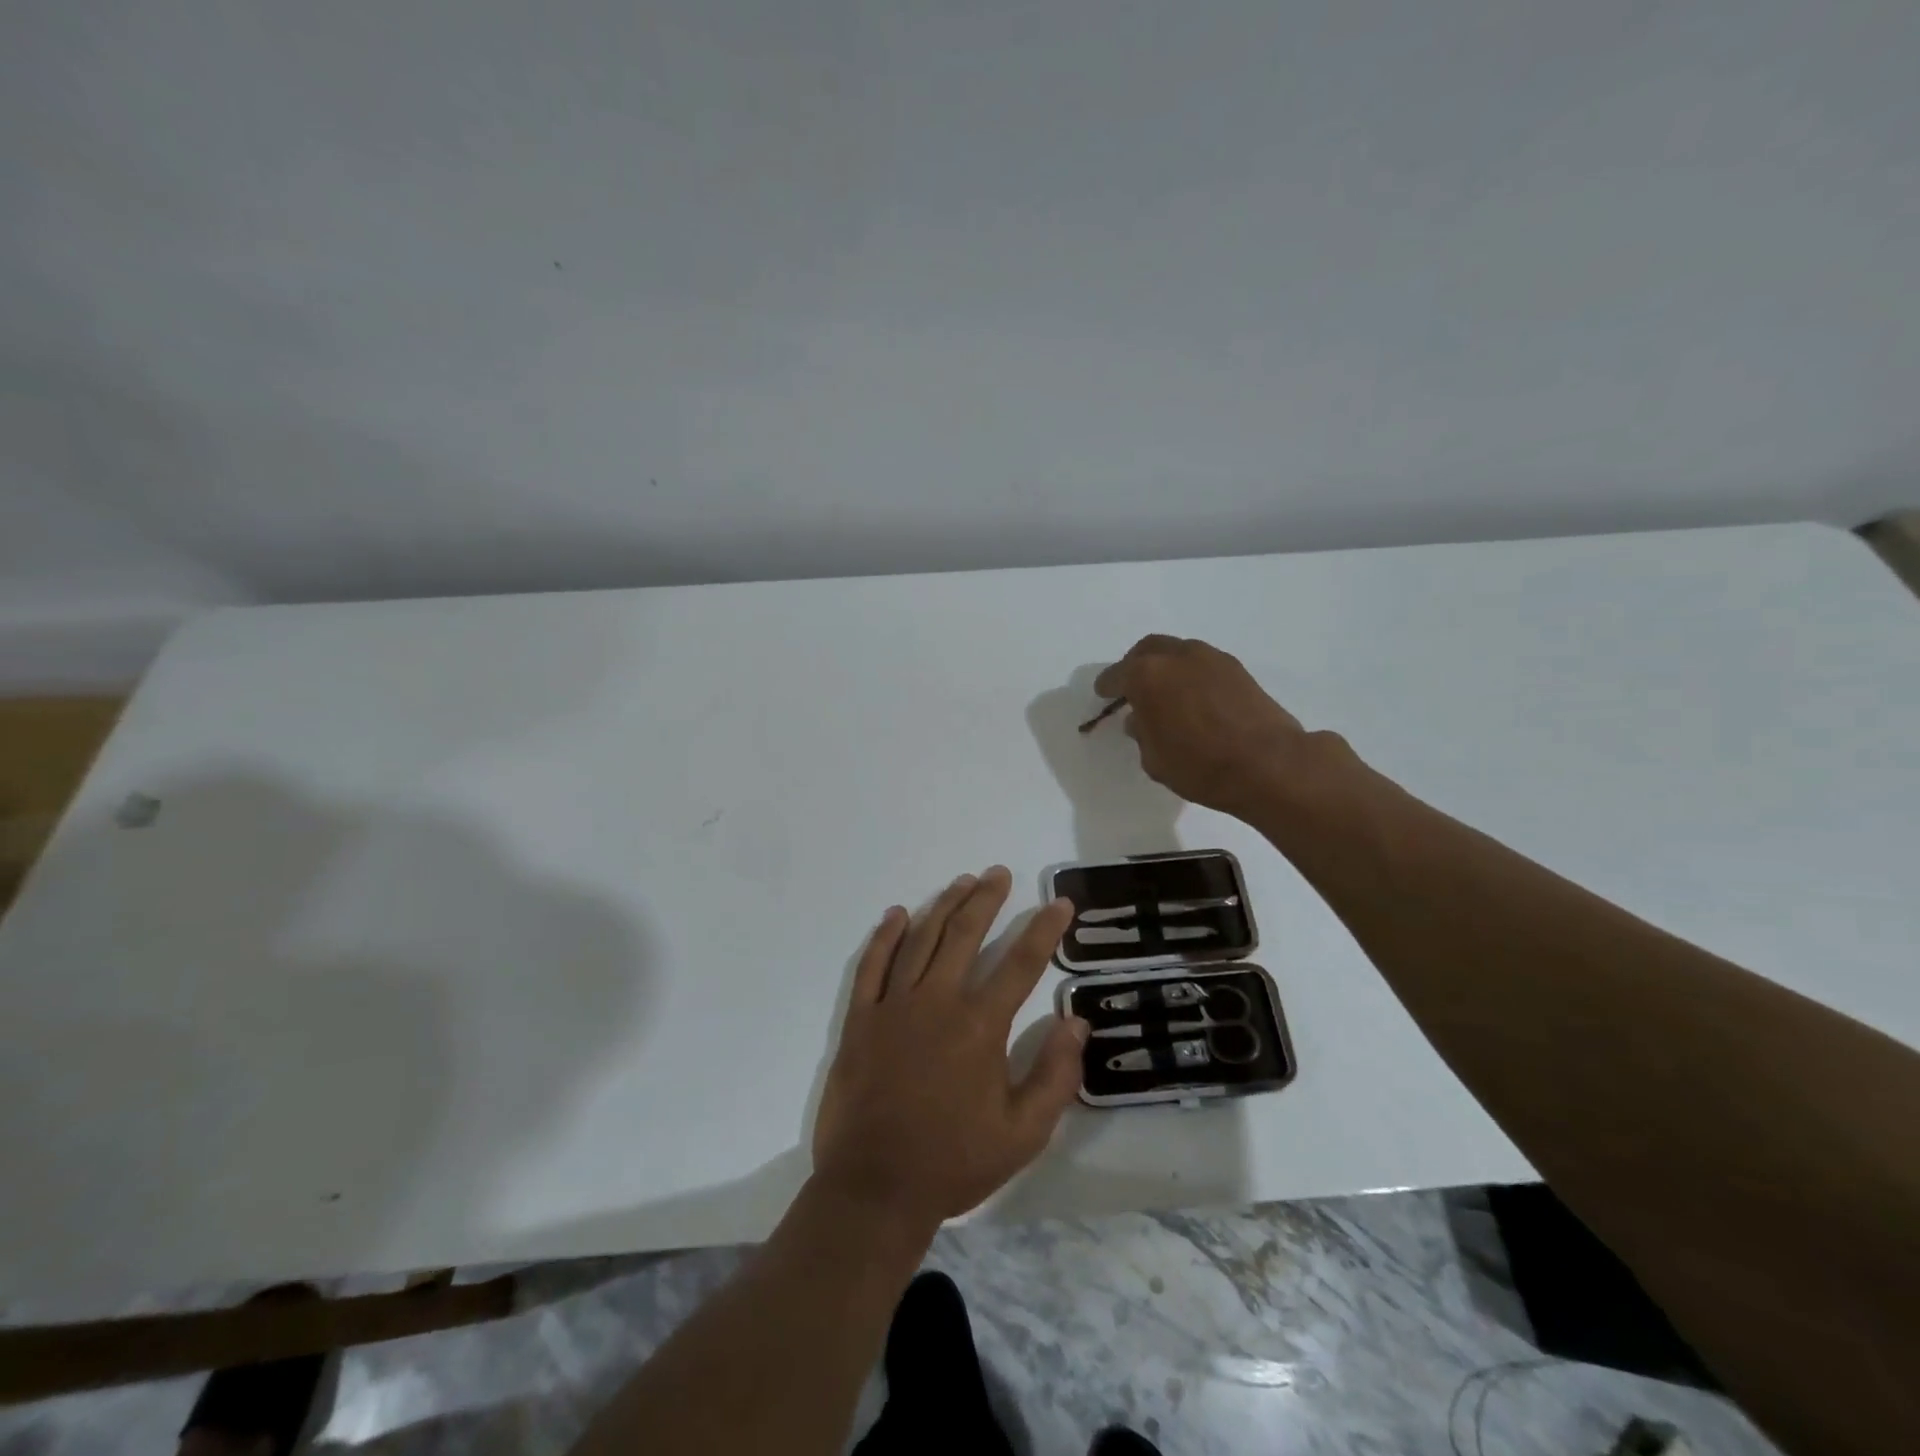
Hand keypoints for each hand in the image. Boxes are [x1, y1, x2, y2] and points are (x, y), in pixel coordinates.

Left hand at [811, 867, 1087, 1231]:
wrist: (874, 1189)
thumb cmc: (954, 1162)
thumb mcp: (1023, 1134)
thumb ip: (1055, 1075)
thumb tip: (1077, 1022)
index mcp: (980, 1026)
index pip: (1021, 963)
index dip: (1044, 929)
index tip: (1060, 903)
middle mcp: (938, 1001)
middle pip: (965, 934)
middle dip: (987, 899)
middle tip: (999, 873)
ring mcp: (894, 1005)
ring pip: (922, 939)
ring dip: (944, 905)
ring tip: (963, 881)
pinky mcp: (861, 1018)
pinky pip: (873, 965)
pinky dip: (887, 936)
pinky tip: (899, 913)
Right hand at [1093, 635, 1315, 815]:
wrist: (1269, 764)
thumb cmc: (1200, 766)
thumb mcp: (1154, 759)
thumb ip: (1142, 734)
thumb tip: (1142, 720)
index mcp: (1146, 675)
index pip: (1117, 675)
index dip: (1107, 686)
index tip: (1103, 695)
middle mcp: (1177, 656)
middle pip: (1148, 650)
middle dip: (1136, 665)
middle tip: (1133, 686)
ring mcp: (1211, 659)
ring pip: (1179, 653)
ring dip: (1167, 667)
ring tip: (1167, 694)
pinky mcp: (1238, 670)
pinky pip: (1203, 665)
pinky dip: (1192, 676)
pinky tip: (1194, 699)